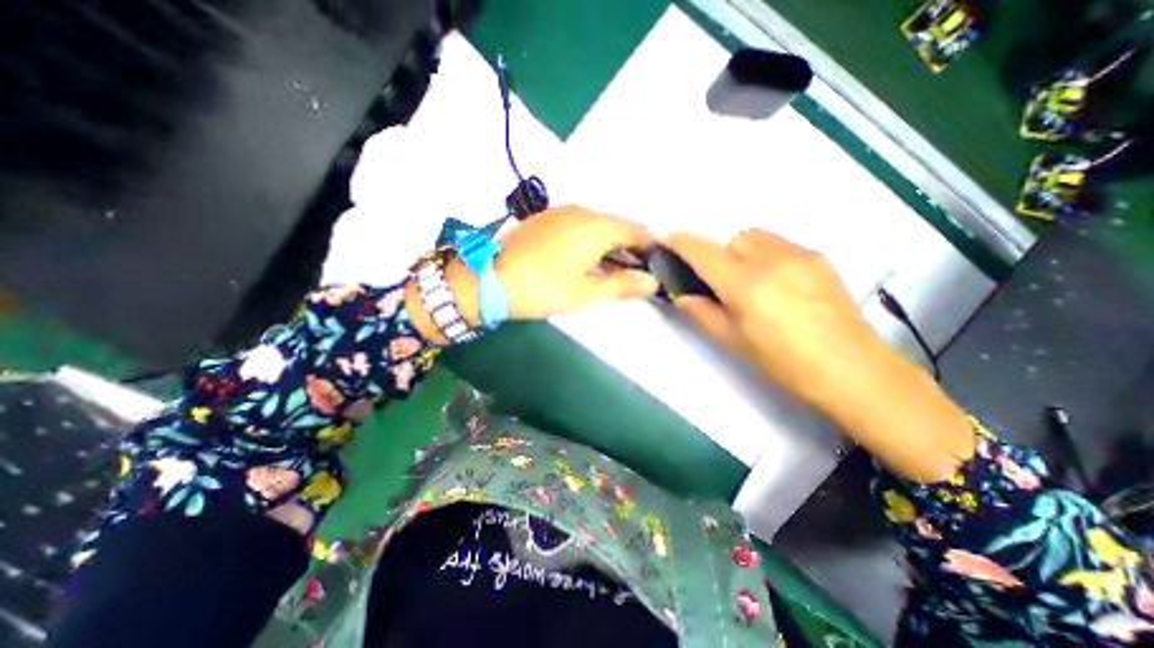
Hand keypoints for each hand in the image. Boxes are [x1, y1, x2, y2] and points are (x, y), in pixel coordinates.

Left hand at [495, 205, 657, 317]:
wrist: (489, 279)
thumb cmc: (543, 289)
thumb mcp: (586, 293)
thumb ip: (623, 285)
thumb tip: (652, 281)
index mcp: (596, 227)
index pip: (636, 230)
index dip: (650, 247)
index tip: (656, 265)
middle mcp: (582, 211)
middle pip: (617, 225)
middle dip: (630, 247)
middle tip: (633, 272)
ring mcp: (561, 212)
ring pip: (597, 224)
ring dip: (609, 243)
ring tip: (610, 268)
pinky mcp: (546, 218)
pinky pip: (579, 224)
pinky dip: (590, 238)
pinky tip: (584, 258)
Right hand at [669, 231, 972, 484]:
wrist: (853, 371)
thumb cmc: (785, 364)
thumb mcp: (734, 342)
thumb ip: (703, 313)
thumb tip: (683, 295)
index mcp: (747, 286)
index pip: (705, 253)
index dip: (682, 243)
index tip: (668, 241)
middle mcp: (773, 260)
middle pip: (733, 239)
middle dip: (720, 255)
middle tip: (724, 285)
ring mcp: (800, 255)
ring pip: (757, 238)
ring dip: (743, 253)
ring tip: (752, 283)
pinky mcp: (819, 257)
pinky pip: (780, 244)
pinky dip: (766, 256)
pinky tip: (778, 284)